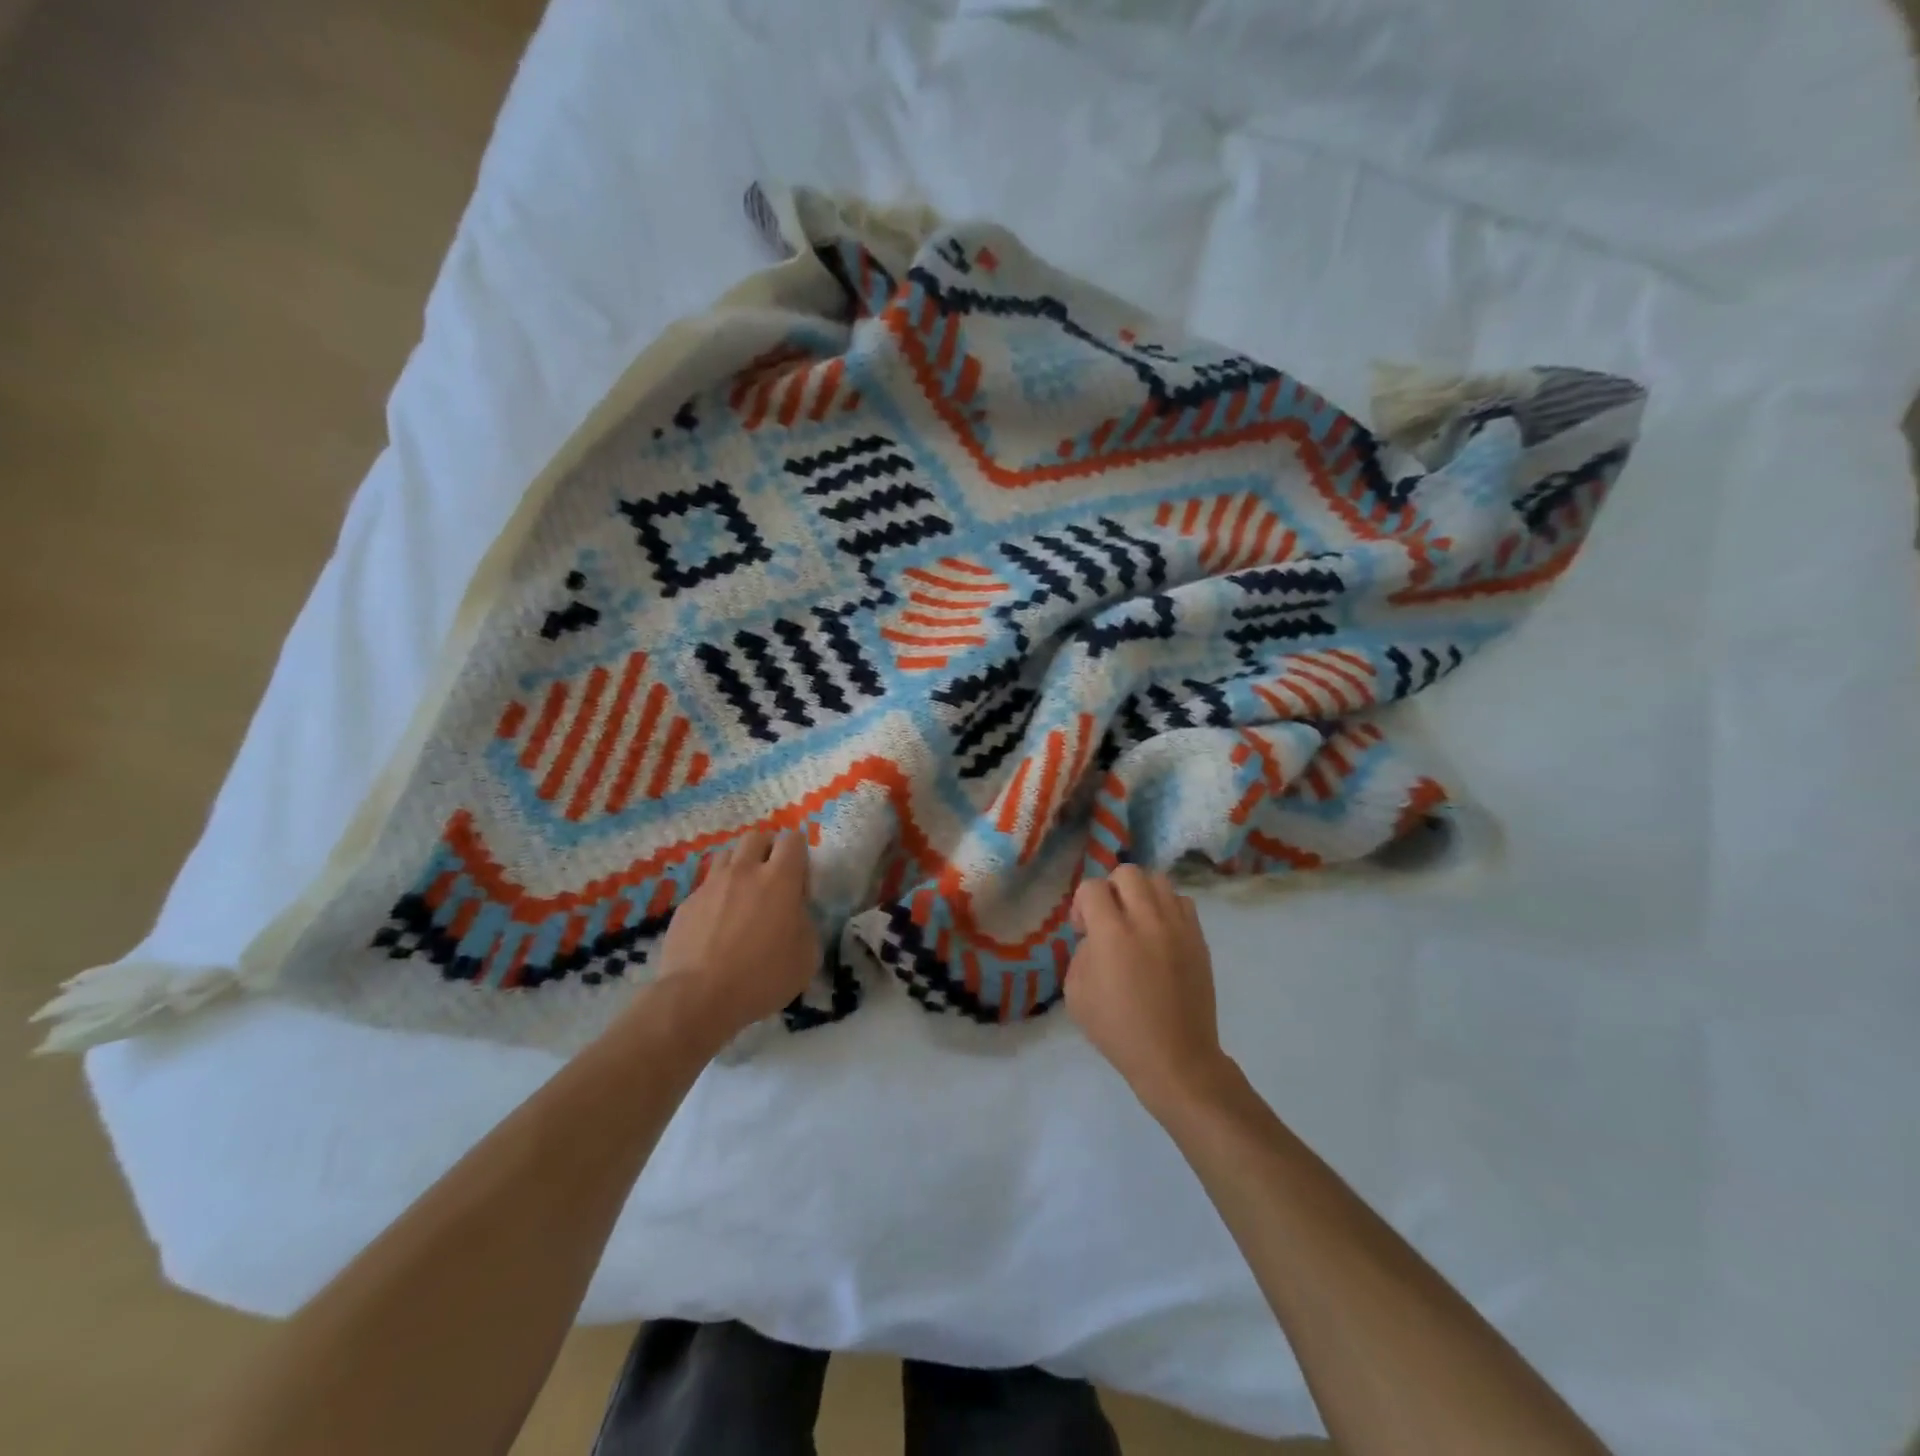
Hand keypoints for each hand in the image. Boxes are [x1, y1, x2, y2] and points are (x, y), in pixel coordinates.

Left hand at [648, 828, 820, 1047]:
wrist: (698, 997)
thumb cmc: (762, 977)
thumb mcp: (807, 956)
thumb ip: (806, 924)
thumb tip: (796, 914)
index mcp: (780, 879)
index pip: (793, 839)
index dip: (799, 854)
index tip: (800, 882)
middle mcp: (744, 872)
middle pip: (756, 837)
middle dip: (767, 850)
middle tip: (771, 879)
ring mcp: (711, 886)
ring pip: (728, 855)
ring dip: (740, 867)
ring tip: (743, 895)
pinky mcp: (686, 904)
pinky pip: (706, 887)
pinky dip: (717, 896)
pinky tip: (717, 925)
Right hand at [1066, 866, 1230, 1115]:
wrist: (1176, 1058)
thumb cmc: (1119, 1031)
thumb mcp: (1076, 995)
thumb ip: (1081, 954)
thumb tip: (1095, 938)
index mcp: (1112, 934)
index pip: (1092, 887)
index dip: (1081, 903)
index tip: (1083, 930)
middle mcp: (1147, 920)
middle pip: (1128, 872)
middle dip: (1111, 889)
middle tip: (1109, 919)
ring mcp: (1178, 927)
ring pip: (1158, 880)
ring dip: (1141, 894)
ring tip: (1137, 921)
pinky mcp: (1199, 938)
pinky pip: (1182, 902)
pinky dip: (1167, 908)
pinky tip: (1160, 933)